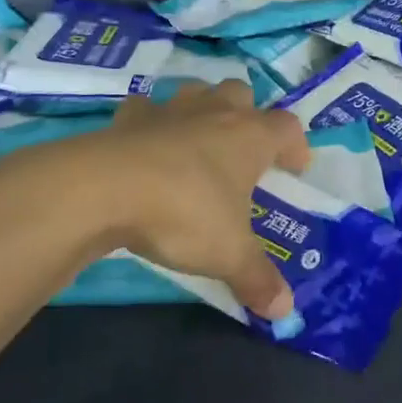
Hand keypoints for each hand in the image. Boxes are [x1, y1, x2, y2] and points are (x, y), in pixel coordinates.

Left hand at [91, 80, 311, 318]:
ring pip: (196, 92)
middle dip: (248, 114)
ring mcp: (170, 110)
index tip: (295, 169)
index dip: (296, 145)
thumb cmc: (184, 213)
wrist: (106, 188)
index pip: (287, 128)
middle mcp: (215, 113)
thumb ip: (257, 278)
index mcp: (250, 137)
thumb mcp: (228, 253)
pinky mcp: (129, 118)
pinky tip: (146, 144)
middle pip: (241, 94)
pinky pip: (146, 109)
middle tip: (244, 149)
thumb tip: (284, 310)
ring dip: (203, 109)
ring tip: (199, 140)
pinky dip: (150, 122)